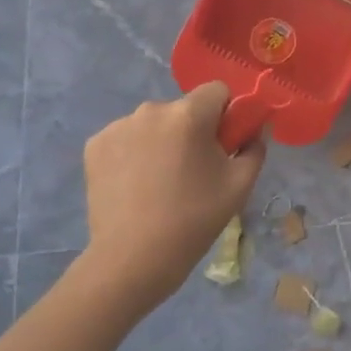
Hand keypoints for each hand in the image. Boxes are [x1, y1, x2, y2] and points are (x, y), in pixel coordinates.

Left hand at [79, 83, 264, 316]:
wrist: (132, 259)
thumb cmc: (193, 220)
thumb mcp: (240, 185)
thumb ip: (255, 147)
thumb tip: (254, 130)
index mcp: (189, 114)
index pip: (217, 90)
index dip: (226, 113)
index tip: (224, 144)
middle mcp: (151, 110)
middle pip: (184, 108)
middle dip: (192, 130)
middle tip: (194, 170)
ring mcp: (118, 126)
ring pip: (154, 123)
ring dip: (162, 141)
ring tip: (161, 182)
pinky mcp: (95, 146)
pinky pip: (127, 138)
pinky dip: (134, 153)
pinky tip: (135, 185)